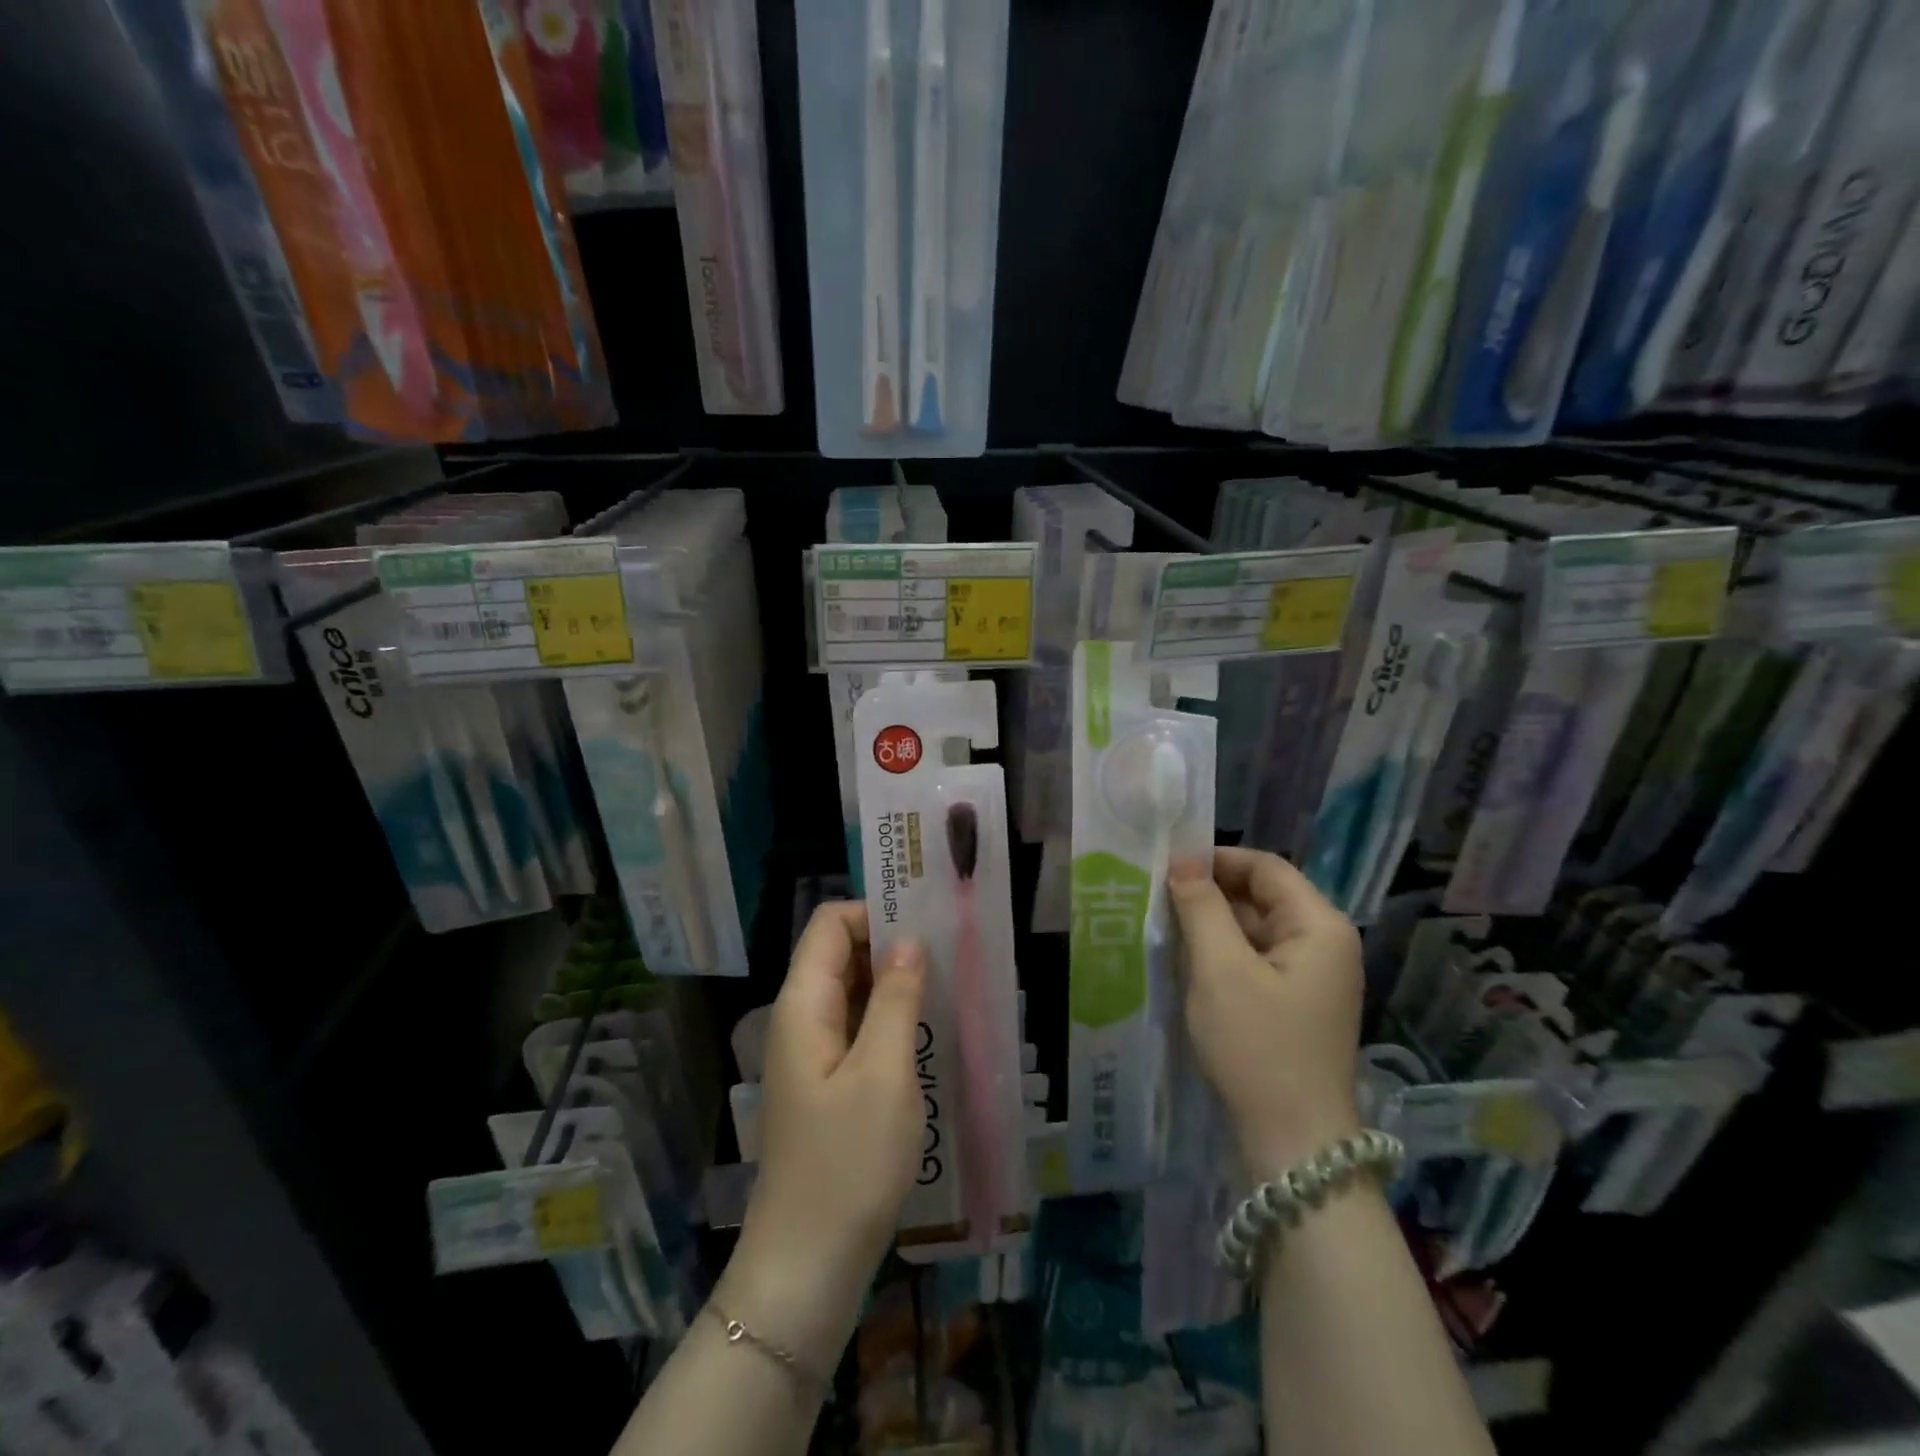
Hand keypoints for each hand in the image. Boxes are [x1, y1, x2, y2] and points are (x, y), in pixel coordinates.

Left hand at [725, 903, 926, 1354]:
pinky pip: (857, 1030)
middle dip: (891, 945)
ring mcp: (812, 1055)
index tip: (927, 923)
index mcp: (803, 1004)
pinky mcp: (827, 1085)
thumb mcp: (883, 1072)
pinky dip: (889, 1020)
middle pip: (841, 954)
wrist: (807, 1267)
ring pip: (853, 993)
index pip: (830, 924)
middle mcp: (801, 1019)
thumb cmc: (847, 1163)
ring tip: (948, 987)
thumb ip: (894, 998)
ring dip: (894, 985)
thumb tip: (908, 940)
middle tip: (949, 953)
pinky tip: (928, 1032)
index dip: (874, 912)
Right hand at [1170, 848, 1362, 1180]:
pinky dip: (1224, 953)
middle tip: (1159, 896)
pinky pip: (1257, 959)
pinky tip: (1188, 961)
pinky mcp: (1297, 1002)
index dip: (1217, 859)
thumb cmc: (1258, 1046)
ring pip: (1256, 928)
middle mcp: (1324, 943)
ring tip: (1165, 925)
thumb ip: (1201, 906)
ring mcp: (1313, 976)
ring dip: (1214, 924)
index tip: (1168, 865)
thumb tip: (1183, 859)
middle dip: (1211, 892)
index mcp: (1319, 925)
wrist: (1293, 1143)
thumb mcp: (1220, 969)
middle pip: (1263, 896)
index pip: (1266, 867)